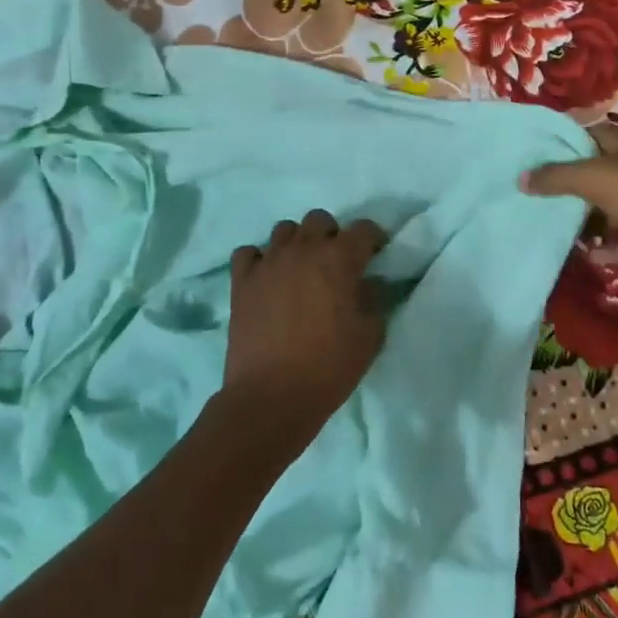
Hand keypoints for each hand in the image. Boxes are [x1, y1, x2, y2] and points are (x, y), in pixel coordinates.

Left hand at [224, 209, 388, 433]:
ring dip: (297, 243)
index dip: (373, 238)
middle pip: (319, 220)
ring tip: (301, 268)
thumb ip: (373, 300)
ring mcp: (268, 263)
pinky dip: (260, 260)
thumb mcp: (370, 336)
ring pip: (284, 230)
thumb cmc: (329, 366)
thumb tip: (367, 284)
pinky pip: (248, 253)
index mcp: (339, 259)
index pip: (363, 229)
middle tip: (336, 262)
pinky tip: (267, 278)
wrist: (272, 396)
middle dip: (332, 234)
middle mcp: (303, 250)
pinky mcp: (241, 281)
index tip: (376, 254)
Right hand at [521, 126, 617, 291]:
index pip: (591, 135)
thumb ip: (557, 177)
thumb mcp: (595, 178)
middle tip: (535, 195)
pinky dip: (609, 248)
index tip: (533, 154)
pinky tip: (584, 256)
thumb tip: (521, 178)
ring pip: (613, 210)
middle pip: (600, 173)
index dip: (564, 141)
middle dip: (571, 184)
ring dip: (589, 219)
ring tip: (553, 226)